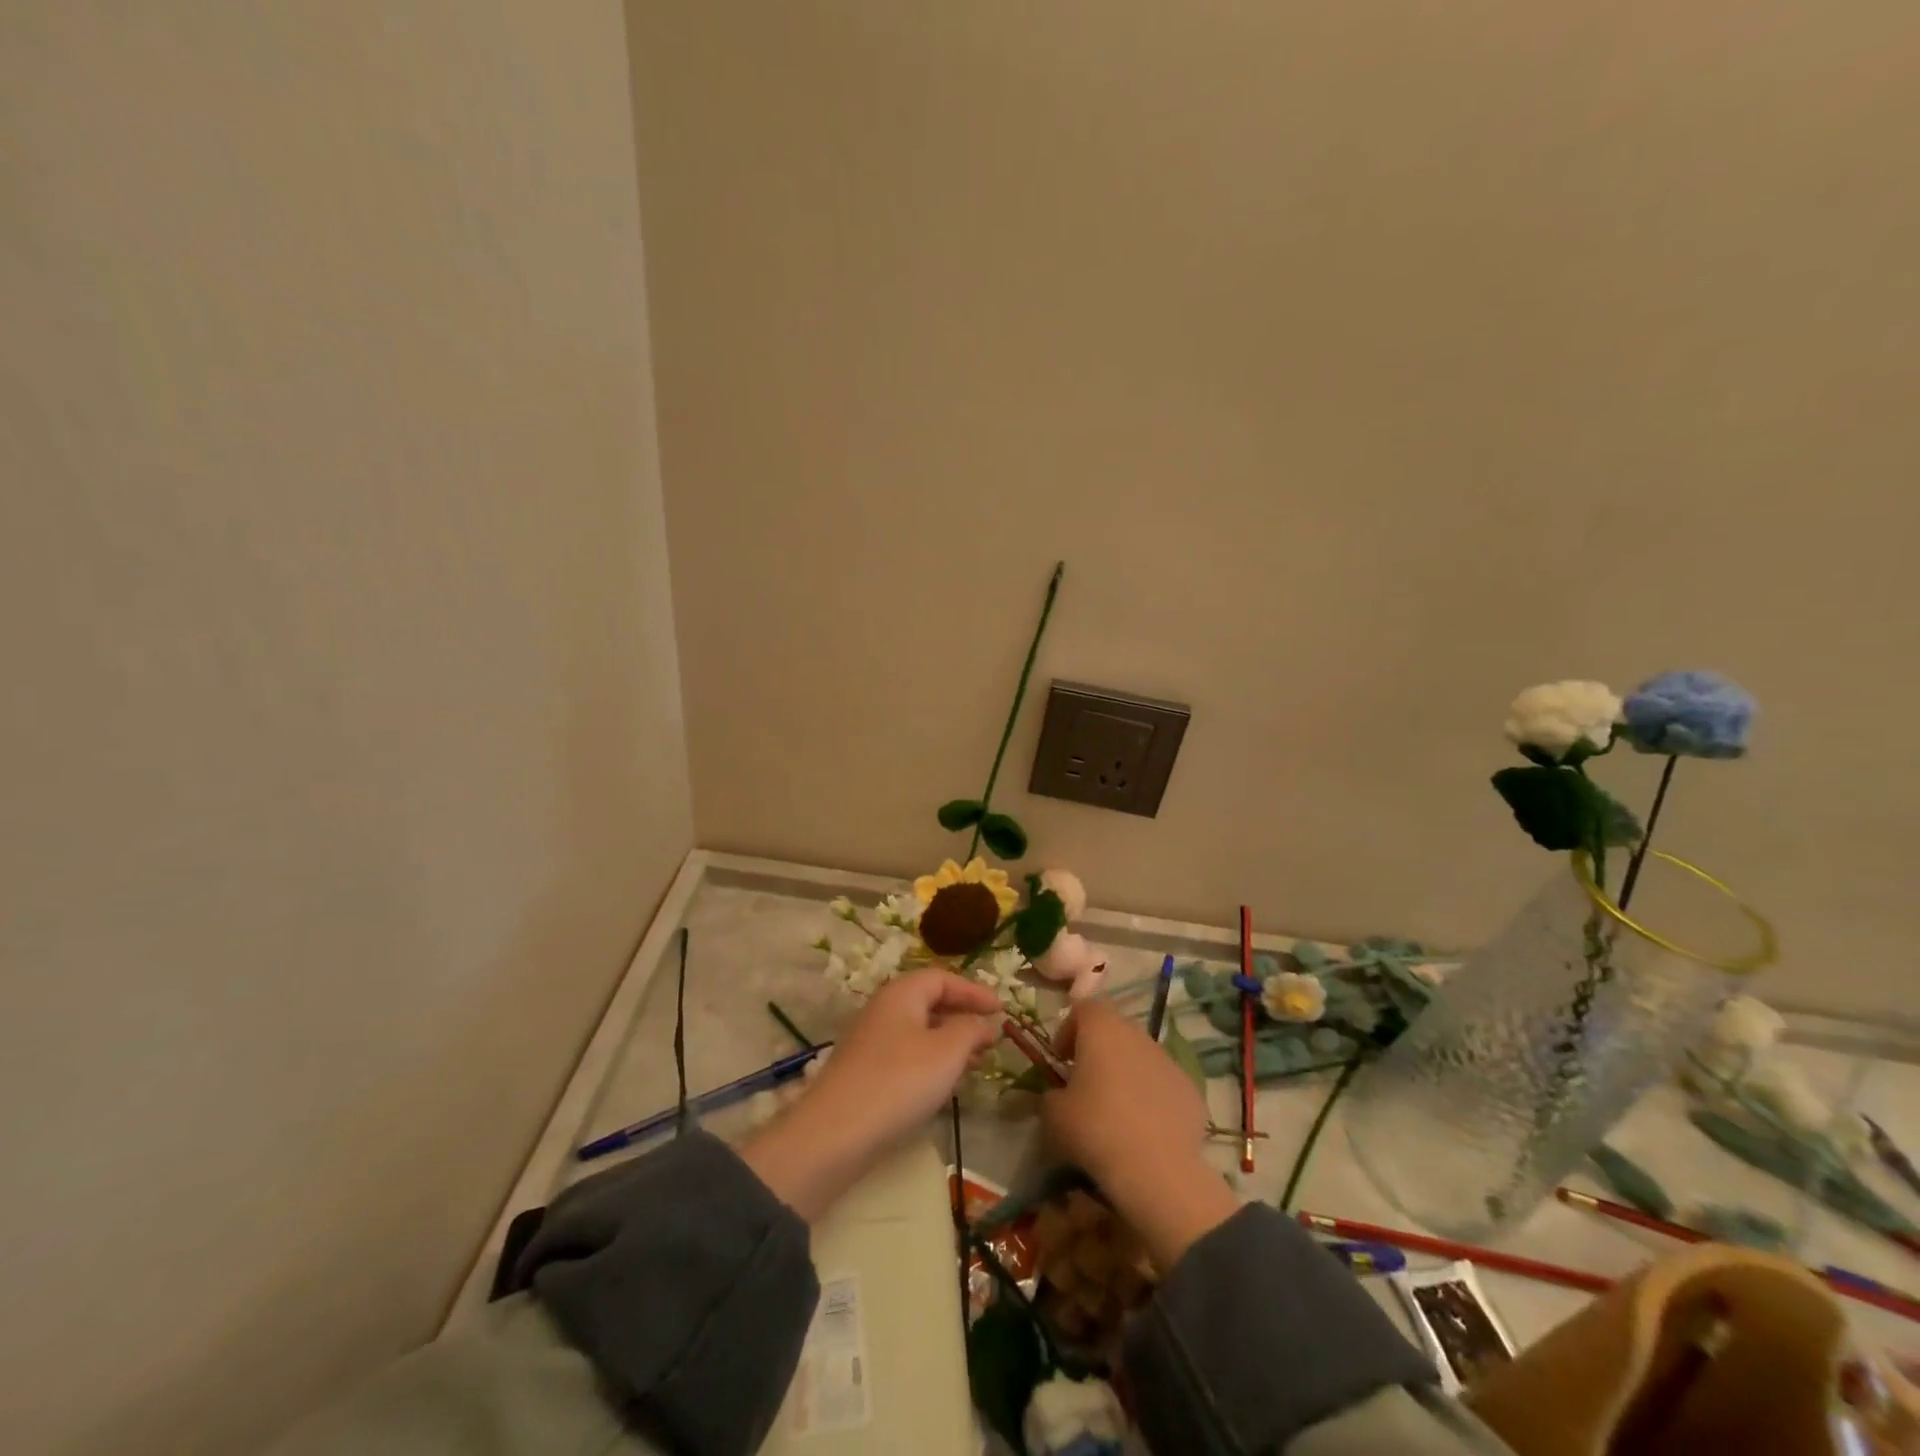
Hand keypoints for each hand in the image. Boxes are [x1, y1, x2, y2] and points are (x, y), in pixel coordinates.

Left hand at [741, 970, 1001, 1220]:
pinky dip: (932, 1059)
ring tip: (976, 1062)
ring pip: (919, 1030)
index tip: (1001, 1009)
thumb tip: (984, 1022)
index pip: (943, 978)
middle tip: (991, 1037)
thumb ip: (971, 1030)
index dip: (974, 991)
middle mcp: (884, 1008)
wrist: (836, 1133)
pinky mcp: (866, 1071)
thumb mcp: (947, 1051)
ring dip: (950, 1041)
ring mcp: (871, 1040)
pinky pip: (907, 1053)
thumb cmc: (899, 1081)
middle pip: (929, 1001)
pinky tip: (945, 1082)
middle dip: (963, 1016)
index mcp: (902, 992)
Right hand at [1043, 1000, 1239, 1270]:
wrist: (1158, 1170)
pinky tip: (1143, 1129)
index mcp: (1102, 1029)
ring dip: (1125, 1073)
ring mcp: (1168, 1061)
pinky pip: (1162, 1083)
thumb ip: (1052, 1094)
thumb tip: (1060, 1096)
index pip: (1083, 1008)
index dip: (1068, 1029)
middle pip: (1114, 1030)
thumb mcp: (1053, 1114)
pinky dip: (1151, 1096)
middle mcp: (1137, 1035)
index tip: (1061, 1059)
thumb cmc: (1096, 1129)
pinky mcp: (1191, 1089)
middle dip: (1098, 1051)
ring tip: (1115, 1109)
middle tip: (1085, 1083)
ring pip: (1140, 1056)